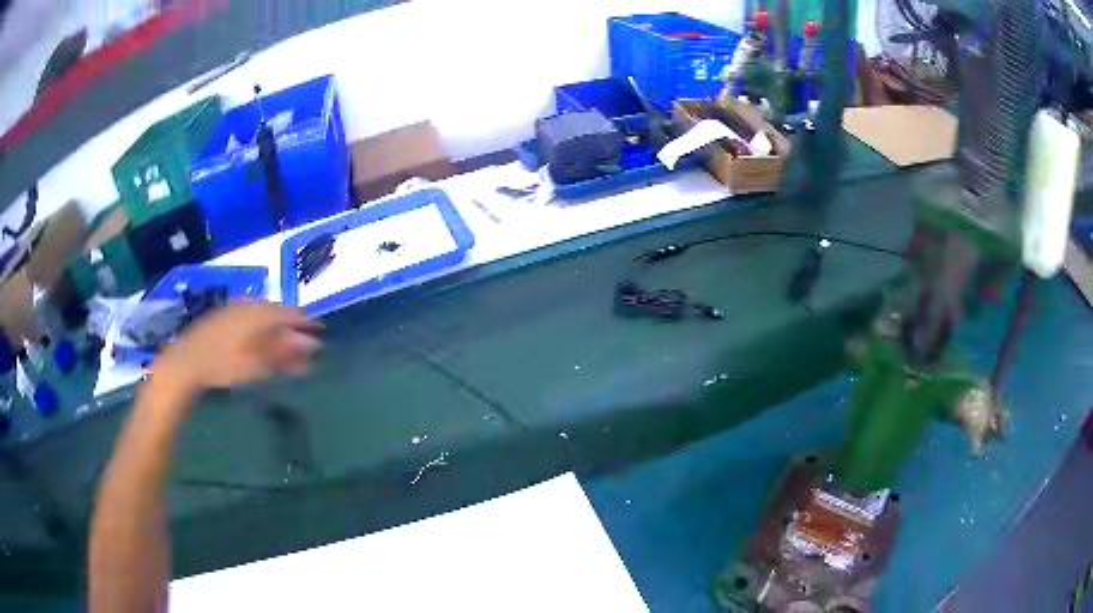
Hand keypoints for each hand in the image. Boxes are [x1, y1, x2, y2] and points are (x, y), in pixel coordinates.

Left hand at [153, 302, 321, 393]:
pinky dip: (260, 329)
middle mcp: (248, 306)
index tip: (320, 330)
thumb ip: (284, 352)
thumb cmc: (223, 363)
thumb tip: (311, 345)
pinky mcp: (223, 318)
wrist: (187, 362)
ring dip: (276, 329)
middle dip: (291, 327)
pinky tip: (260, 341)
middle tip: (303, 342)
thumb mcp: (257, 362)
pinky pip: (249, 318)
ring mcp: (234, 310)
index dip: (306, 322)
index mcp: (259, 313)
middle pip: (277, 314)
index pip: (290, 313)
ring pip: (262, 316)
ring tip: (284, 345)